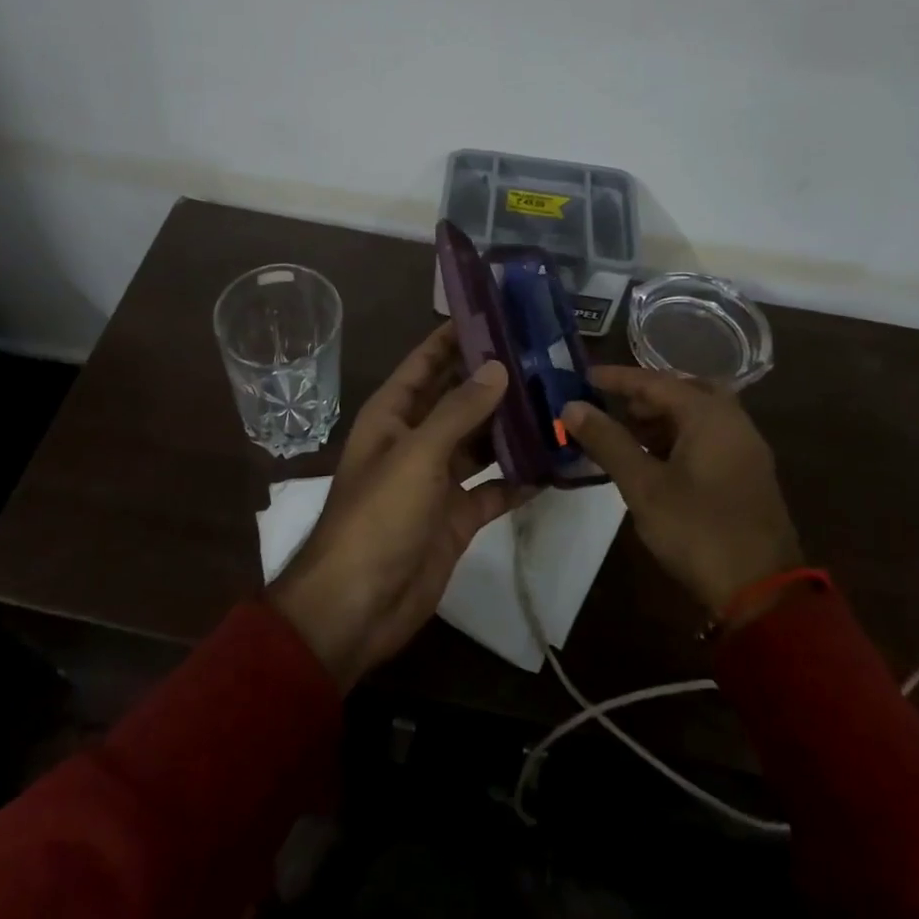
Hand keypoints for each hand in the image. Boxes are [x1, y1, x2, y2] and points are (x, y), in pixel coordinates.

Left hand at [268, 324, 528, 687]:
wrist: (358, 606)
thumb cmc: (378, 517)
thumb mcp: (417, 455)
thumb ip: (459, 411)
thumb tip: (498, 366)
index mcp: (394, 414)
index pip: (426, 361)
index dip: (455, 336)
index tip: (497, 312)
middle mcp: (416, 439)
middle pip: (460, 399)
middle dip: (496, 379)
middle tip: (546, 356)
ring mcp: (438, 479)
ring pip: (481, 442)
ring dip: (514, 426)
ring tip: (560, 401)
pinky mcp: (458, 516)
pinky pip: (495, 488)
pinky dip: (521, 478)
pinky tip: (557, 463)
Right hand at [561, 367, 801, 617]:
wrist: (762, 594)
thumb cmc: (698, 530)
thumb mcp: (643, 486)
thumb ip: (608, 441)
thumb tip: (572, 407)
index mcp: (710, 416)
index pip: (656, 382)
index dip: (618, 379)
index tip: (585, 377)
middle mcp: (733, 422)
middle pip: (684, 391)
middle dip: (646, 396)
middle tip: (615, 407)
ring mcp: (745, 450)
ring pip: (698, 416)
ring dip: (662, 418)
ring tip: (626, 435)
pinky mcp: (747, 475)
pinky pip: (708, 438)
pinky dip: (679, 437)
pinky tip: (655, 462)